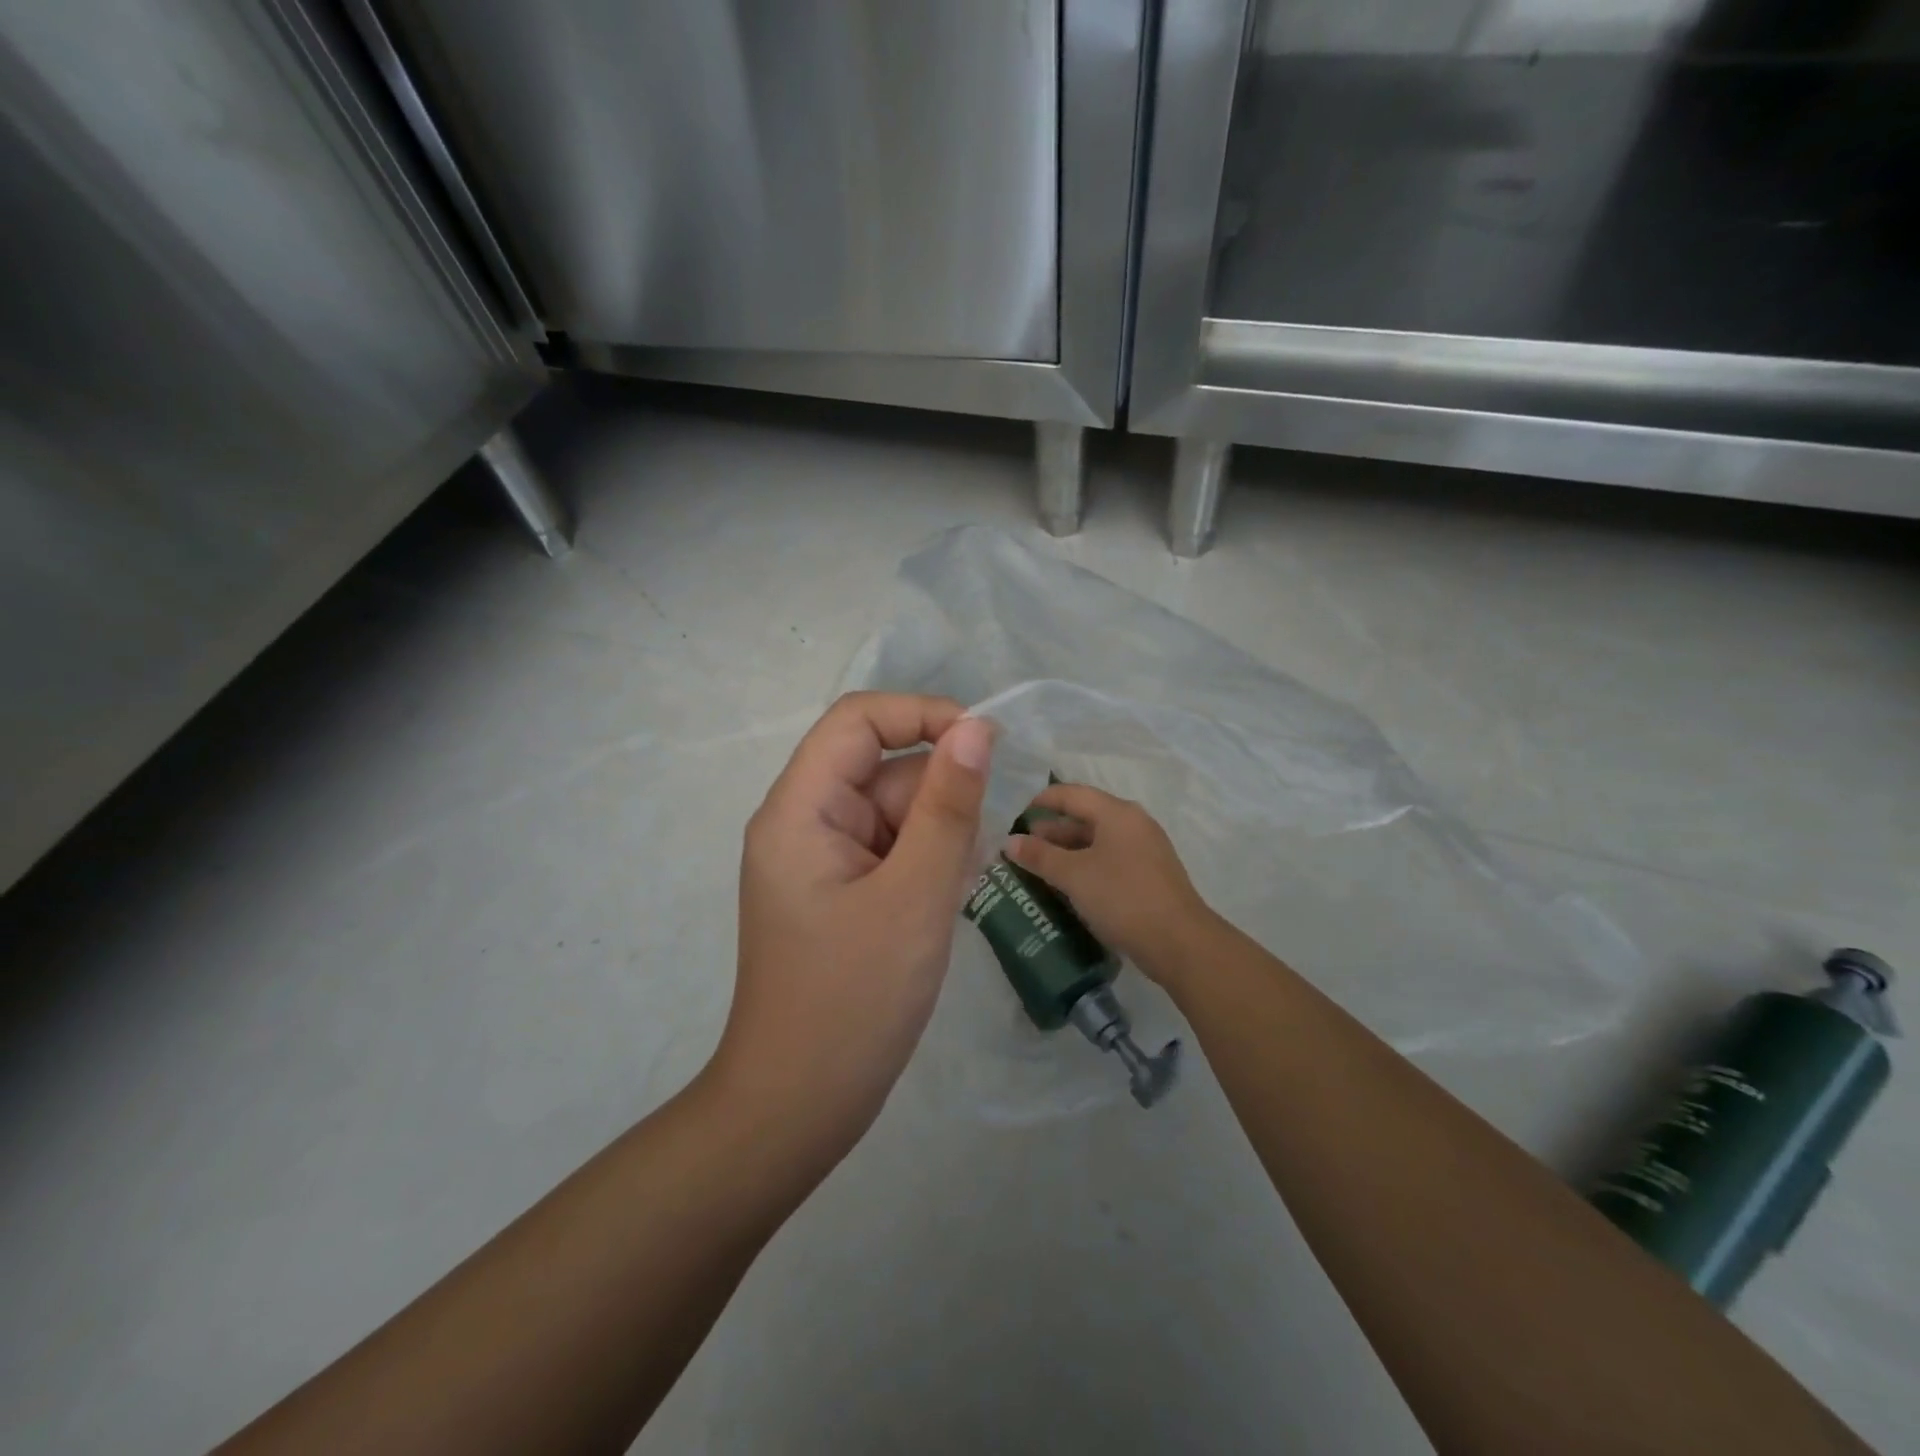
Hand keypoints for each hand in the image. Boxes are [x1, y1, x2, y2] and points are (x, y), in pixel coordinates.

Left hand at [713, 693, 992, 1162]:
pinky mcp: (839, 891)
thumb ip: (948, 806)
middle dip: (936, 801)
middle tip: (964, 864)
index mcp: (800, 810)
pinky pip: (891, 850)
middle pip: (882, 770)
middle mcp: (804, 822)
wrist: (799, 1107)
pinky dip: (924, 867)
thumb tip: (976, 728)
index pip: (857, 720)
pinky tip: (940, 908)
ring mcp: (820, 859)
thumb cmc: (854, 1001)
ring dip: (936, 839)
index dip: (922, 715)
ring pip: (894, 812)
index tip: (983, 746)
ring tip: (947, 898)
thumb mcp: (915, 895)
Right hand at [1004, 783, 1213, 984]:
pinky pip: (1110, 860)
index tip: (1016, 817)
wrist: (1178, 942)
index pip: (1072, 794)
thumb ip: (1040, 856)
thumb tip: (1009, 842)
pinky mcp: (1149, 875)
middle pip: (1085, 816)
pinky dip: (1086, 866)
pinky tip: (1068, 886)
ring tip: (1038, 868)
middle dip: (1052, 831)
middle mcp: (1133, 824)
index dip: (1042, 801)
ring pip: (1097, 841)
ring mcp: (1145, 850)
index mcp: (1117, 813)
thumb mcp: (1074, 875)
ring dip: (1067, 851)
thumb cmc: (1122, 897)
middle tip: (1022, 848)